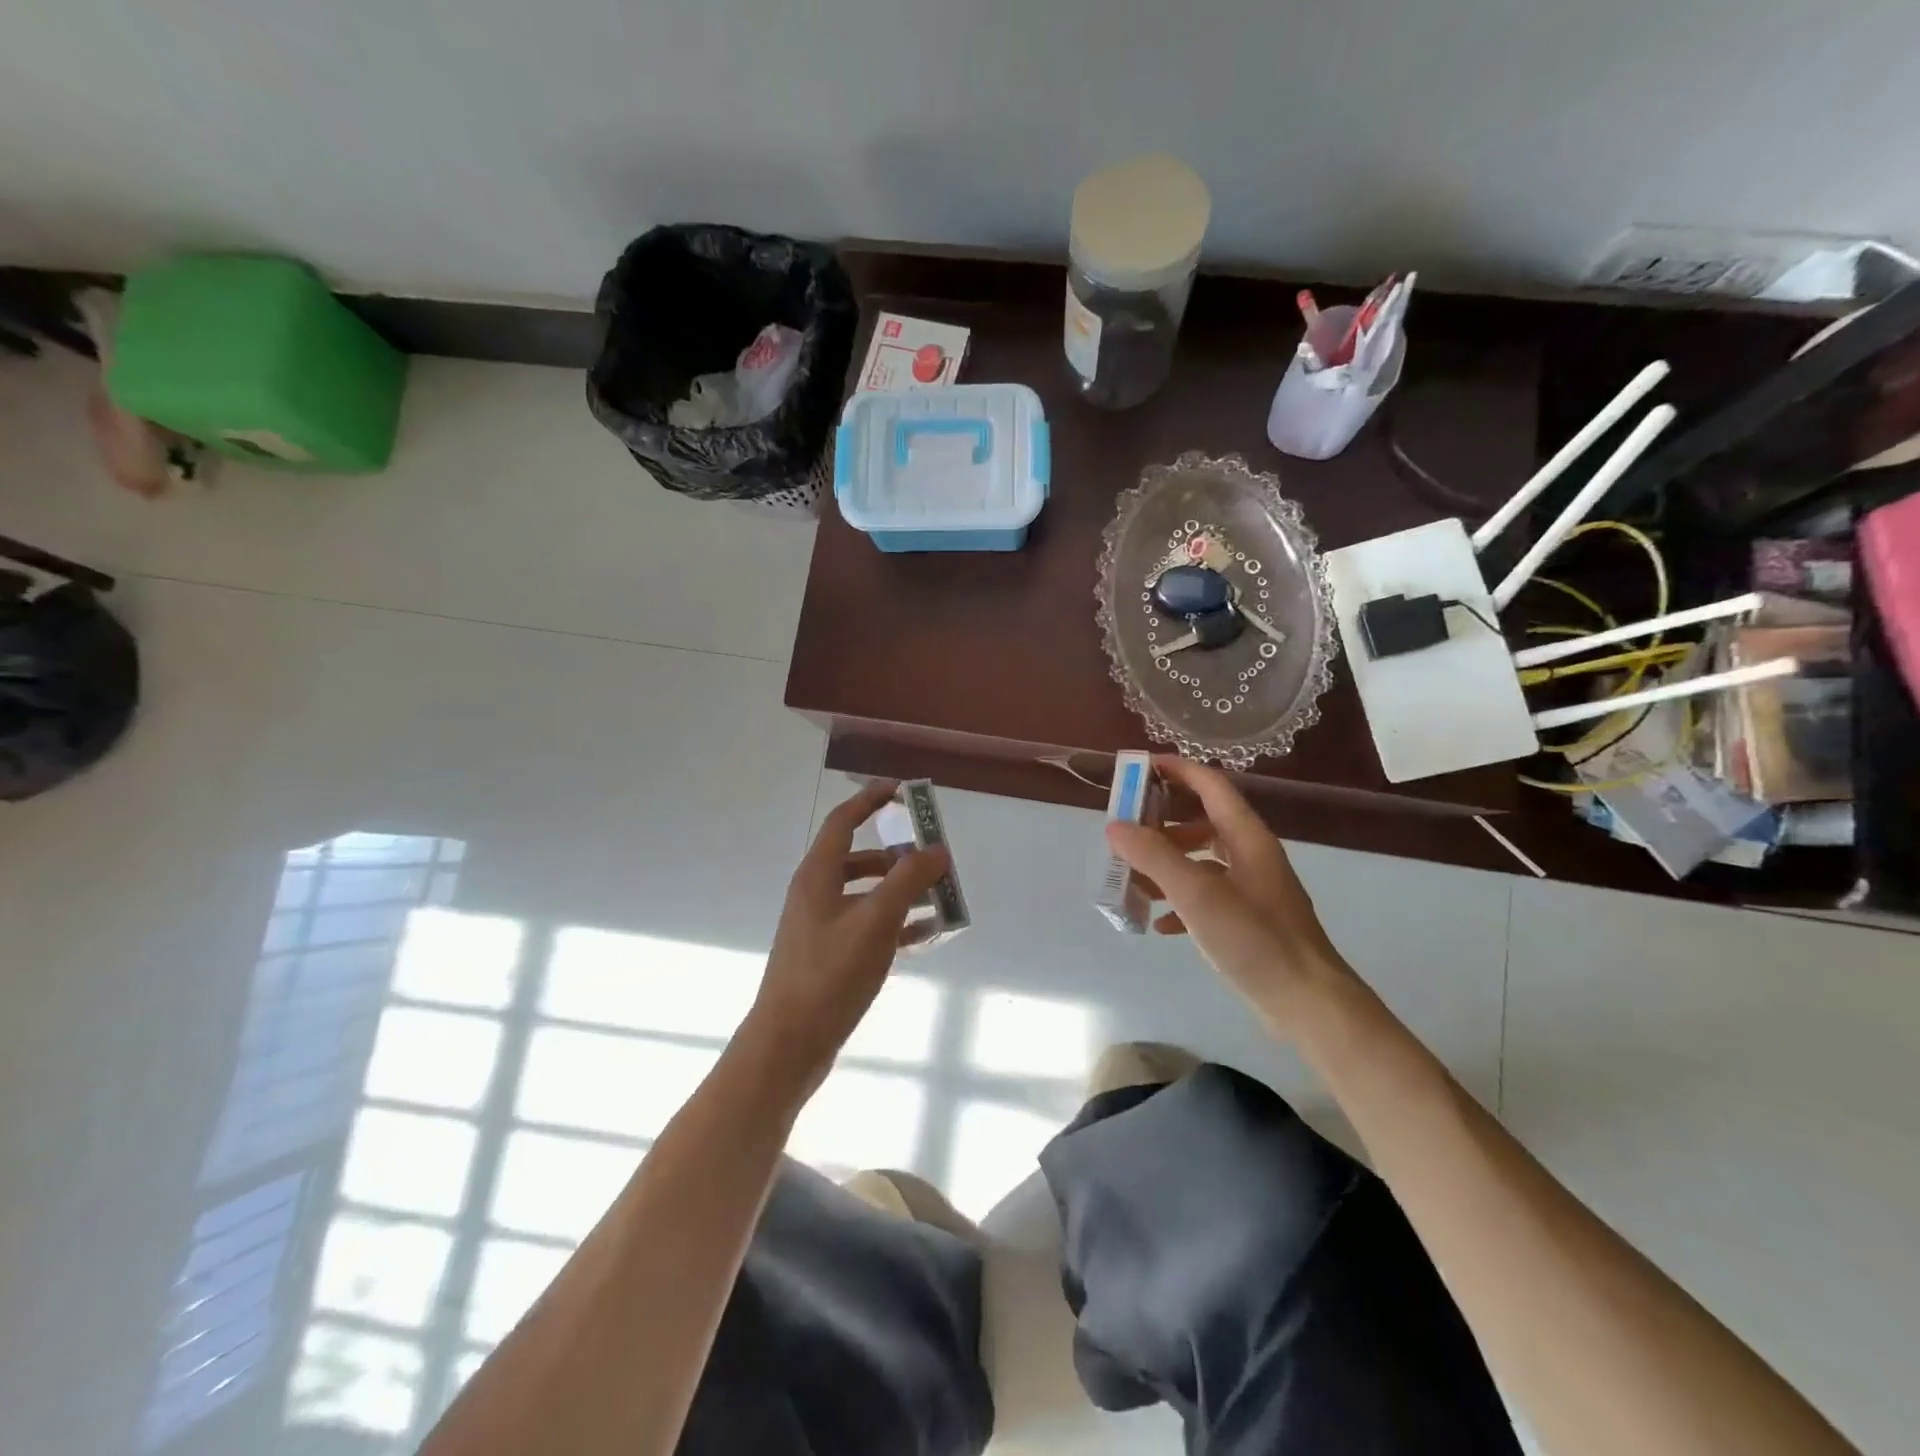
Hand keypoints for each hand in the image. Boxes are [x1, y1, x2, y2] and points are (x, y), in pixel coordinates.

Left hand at [741, 781, 950, 1091]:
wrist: (790, 1044)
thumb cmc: (830, 973)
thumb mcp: (876, 921)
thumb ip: (908, 880)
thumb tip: (936, 850)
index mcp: (818, 875)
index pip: (843, 821)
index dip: (870, 800)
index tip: (901, 790)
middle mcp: (816, 894)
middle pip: (860, 859)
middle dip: (898, 855)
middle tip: (933, 858)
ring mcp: (821, 927)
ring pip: (867, 895)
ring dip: (901, 891)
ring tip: (940, 898)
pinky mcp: (830, 956)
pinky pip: (868, 926)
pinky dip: (895, 924)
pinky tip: (927, 935)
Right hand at [1107, 756, 1353, 1021]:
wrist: (1308, 1004)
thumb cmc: (1255, 940)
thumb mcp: (1198, 895)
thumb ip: (1154, 857)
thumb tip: (1115, 826)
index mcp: (1247, 837)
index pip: (1210, 784)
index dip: (1176, 770)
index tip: (1138, 768)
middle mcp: (1251, 855)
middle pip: (1203, 819)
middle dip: (1162, 821)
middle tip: (1126, 828)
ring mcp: (1252, 888)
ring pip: (1202, 859)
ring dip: (1167, 862)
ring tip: (1134, 877)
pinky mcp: (1249, 920)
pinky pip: (1207, 894)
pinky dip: (1180, 900)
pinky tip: (1160, 923)